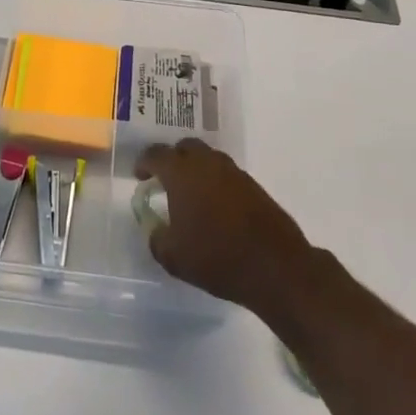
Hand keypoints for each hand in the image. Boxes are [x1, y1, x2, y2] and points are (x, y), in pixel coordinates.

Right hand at [135, 138, 314, 318]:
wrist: (276, 266)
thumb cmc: (216, 257)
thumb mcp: (173, 257)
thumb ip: (156, 238)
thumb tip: (155, 229)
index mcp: (182, 173)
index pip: (156, 155)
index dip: (144, 163)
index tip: (140, 176)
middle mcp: (207, 163)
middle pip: (185, 147)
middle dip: (172, 159)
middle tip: (165, 180)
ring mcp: (234, 172)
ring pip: (208, 158)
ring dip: (196, 169)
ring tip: (190, 194)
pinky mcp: (254, 186)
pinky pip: (226, 174)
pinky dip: (215, 182)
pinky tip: (215, 206)